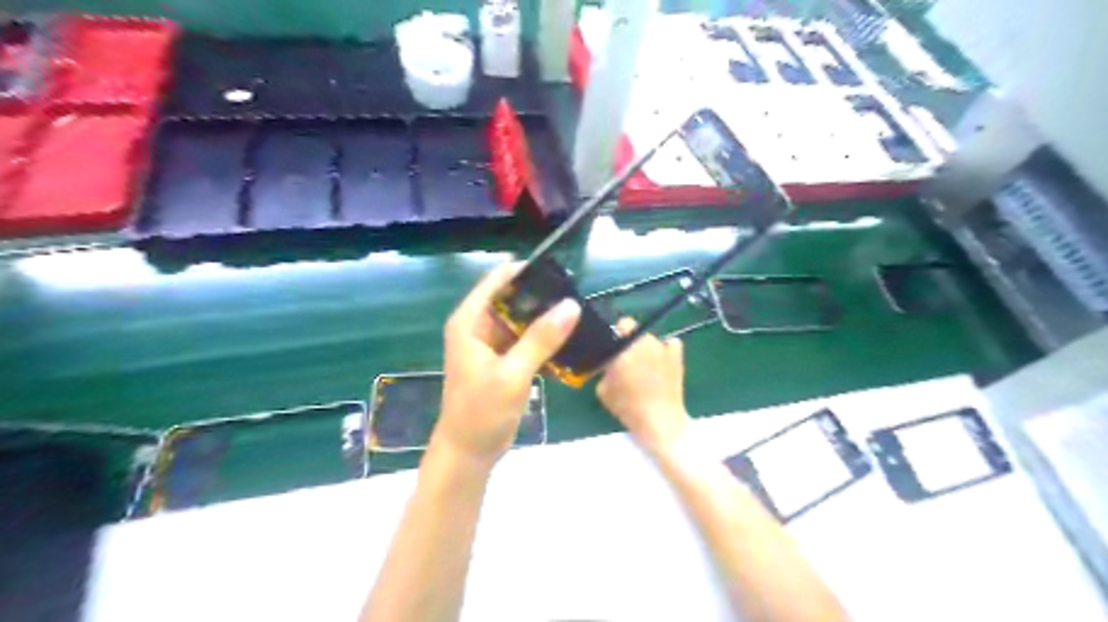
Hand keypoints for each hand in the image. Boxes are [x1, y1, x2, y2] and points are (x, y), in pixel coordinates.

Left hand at [438, 262, 581, 465]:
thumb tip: (572, 305)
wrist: (469, 452)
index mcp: (470, 321)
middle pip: (512, 298)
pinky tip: (568, 340)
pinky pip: (525, 340)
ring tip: (578, 314)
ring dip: (545, 318)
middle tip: (577, 295)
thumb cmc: (481, 412)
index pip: (498, 280)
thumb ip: (541, 339)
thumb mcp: (512, 373)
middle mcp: (478, 326)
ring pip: (521, 320)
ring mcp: (491, 344)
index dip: (526, 271)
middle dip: (541, 296)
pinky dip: (543, 339)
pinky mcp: (503, 360)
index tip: (560, 271)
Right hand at [602, 320, 690, 457]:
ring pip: (651, 338)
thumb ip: (605, 369)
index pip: (621, 324)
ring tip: (646, 366)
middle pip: (636, 330)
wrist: (660, 420)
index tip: (614, 348)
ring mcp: (662, 346)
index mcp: (623, 348)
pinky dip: (666, 349)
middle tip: (627, 359)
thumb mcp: (602, 389)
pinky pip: (670, 343)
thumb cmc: (628, 407)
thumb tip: (609, 362)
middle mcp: (643, 342)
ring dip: (646, 347)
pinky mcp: (677, 355)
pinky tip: (662, 362)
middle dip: (630, 341)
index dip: (616, 334)